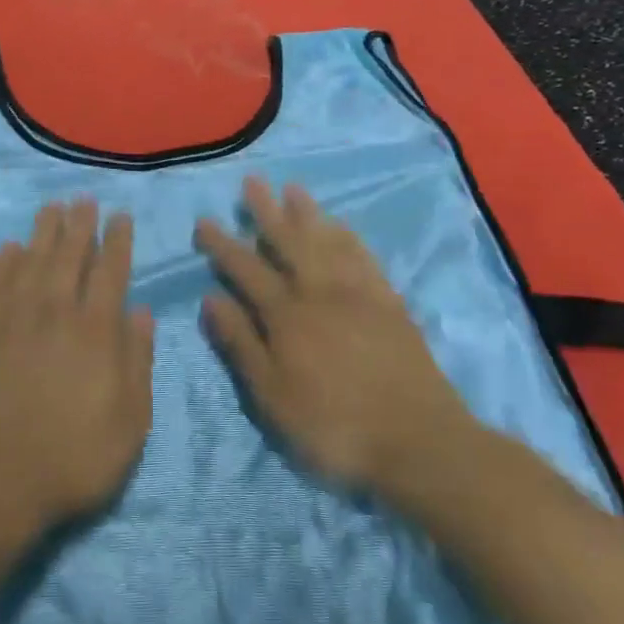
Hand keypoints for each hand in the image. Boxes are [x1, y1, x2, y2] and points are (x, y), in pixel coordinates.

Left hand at [0, 200, 154, 546]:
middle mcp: (52, 312)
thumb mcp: (129, 424)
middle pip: (68, 256)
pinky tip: (9, 249)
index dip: (117, 242)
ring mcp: (8, 320)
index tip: (120, 217)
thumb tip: (142, 313)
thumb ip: (137, 362)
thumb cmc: (69, 461)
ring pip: (30, 261)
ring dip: (43, 232)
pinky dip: (2, 262)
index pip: (110, 273)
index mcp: (94, 332)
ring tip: (51, 208)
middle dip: (80, 225)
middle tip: (84, 199)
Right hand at [196, 178, 478, 498]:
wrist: (418, 441)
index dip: (223, 245)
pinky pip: (364, 258)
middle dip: (266, 212)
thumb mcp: (272, 395)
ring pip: (327, 242)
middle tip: (252, 181)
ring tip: (293, 189)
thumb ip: (241, 343)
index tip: (205, 220)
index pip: (246, 270)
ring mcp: (359, 294)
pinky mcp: (390, 304)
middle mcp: (320, 292)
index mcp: (286, 315)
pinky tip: (341, 227)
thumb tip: (210, 298)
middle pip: (289, 242)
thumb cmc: (333, 425)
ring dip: (308, 214)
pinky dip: (348, 238)